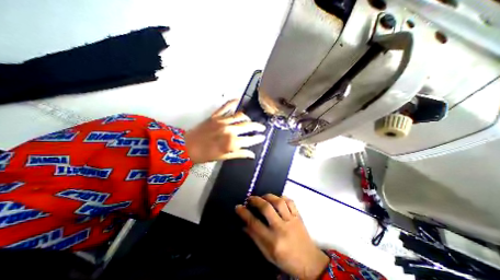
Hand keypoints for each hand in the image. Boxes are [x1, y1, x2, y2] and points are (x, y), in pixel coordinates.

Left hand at [185, 100, 266, 163]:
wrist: (186, 147)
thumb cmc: (205, 155)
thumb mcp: (224, 157)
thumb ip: (239, 154)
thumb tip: (251, 154)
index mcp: (231, 142)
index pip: (250, 139)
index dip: (258, 138)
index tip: (263, 137)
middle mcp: (229, 130)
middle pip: (248, 126)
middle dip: (257, 127)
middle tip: (262, 128)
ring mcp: (222, 121)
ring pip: (240, 116)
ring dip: (248, 118)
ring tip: (250, 120)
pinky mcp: (215, 116)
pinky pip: (226, 106)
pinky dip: (233, 102)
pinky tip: (238, 100)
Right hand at [237, 195, 330, 279]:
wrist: (309, 262)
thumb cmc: (286, 260)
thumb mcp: (268, 254)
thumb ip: (255, 238)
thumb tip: (244, 225)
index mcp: (273, 241)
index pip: (254, 224)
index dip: (244, 213)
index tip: (238, 207)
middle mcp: (282, 228)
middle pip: (267, 208)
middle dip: (256, 200)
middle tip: (250, 198)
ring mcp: (292, 220)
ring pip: (279, 202)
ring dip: (268, 196)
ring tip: (262, 197)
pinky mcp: (298, 216)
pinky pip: (290, 201)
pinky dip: (282, 197)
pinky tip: (277, 198)